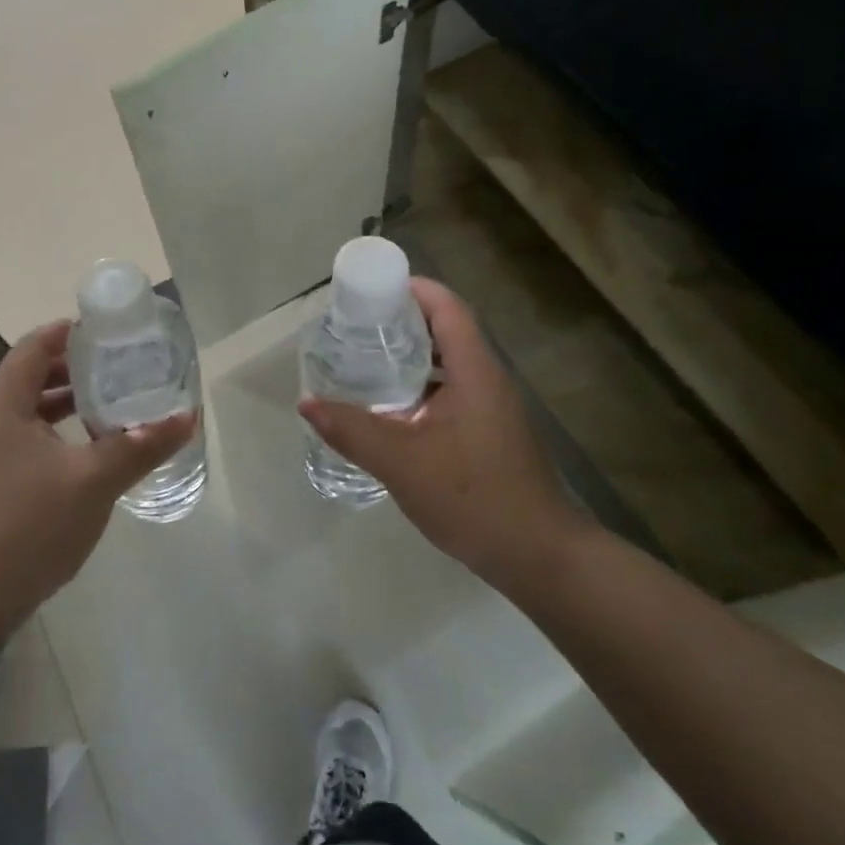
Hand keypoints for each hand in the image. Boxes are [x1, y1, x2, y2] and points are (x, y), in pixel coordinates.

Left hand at [0, 321, 195, 645]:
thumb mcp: (94, 482)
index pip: (30, 350)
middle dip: (71, 370)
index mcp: (4, 410)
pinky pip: (26, 443)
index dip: (63, 333)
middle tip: (114, 366)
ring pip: (28, 415)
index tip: (101, 329)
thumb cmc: (30, 526)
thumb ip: (140, 447)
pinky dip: (57, 435)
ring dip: (64, 405)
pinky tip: (87, 455)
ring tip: (107, 405)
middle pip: (28, 380)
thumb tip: (187, 418)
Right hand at [298, 278, 586, 584]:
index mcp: (474, 371)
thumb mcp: (401, 462)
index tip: (370, 289)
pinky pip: (449, 394)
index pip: (447, 308)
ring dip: (408, 358)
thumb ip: (352, 429)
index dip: (412, 289)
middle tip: (354, 327)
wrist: (537, 555)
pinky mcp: (487, 434)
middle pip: (445, 331)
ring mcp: (490, 409)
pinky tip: (388, 411)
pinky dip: (417, 390)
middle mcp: (486, 380)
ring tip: (363, 362)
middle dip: (400, 322)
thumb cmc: (473, 497)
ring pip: (446, 366)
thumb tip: (307, 402)